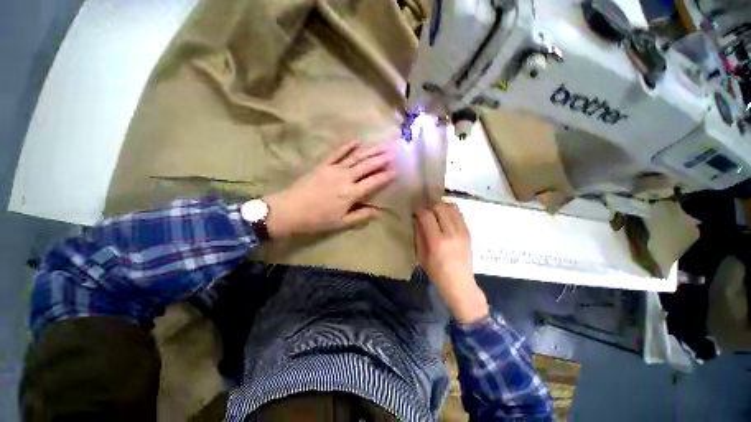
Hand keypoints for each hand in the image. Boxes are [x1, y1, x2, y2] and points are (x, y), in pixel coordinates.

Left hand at [264, 140, 396, 237]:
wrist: (289, 210)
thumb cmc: (317, 219)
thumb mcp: (341, 222)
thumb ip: (360, 216)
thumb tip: (378, 211)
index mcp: (350, 193)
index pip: (373, 182)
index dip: (385, 176)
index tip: (396, 170)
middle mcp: (345, 178)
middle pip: (367, 165)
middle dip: (382, 158)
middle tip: (394, 151)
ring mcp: (333, 169)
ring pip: (356, 156)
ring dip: (370, 150)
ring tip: (382, 144)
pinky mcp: (323, 164)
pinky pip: (337, 152)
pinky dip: (347, 145)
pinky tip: (357, 140)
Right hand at [414, 201, 488, 323]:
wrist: (460, 283)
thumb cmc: (436, 273)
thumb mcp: (421, 255)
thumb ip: (418, 234)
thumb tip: (416, 218)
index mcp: (437, 242)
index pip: (427, 215)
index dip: (419, 209)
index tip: (414, 209)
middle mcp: (452, 233)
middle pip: (440, 207)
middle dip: (429, 203)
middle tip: (423, 206)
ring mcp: (462, 231)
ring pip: (452, 207)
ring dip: (441, 204)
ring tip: (433, 207)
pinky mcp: (468, 232)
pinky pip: (459, 213)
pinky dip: (450, 209)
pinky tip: (444, 212)